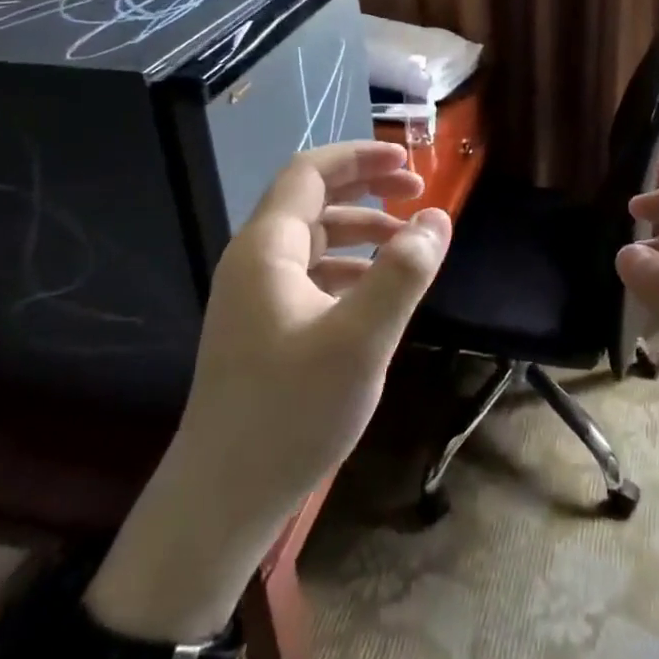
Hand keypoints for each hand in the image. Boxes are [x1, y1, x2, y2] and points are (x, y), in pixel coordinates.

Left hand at [184, 140, 450, 529]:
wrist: (222, 500)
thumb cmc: (290, 411)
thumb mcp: (361, 340)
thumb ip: (402, 273)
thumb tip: (436, 218)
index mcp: (266, 249)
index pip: (309, 173)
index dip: (359, 157)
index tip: (408, 161)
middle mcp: (254, 262)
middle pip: (311, 201)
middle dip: (365, 188)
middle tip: (416, 190)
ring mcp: (255, 298)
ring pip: (313, 241)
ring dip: (361, 231)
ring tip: (408, 243)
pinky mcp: (262, 330)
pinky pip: (309, 277)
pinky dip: (348, 268)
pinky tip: (377, 291)